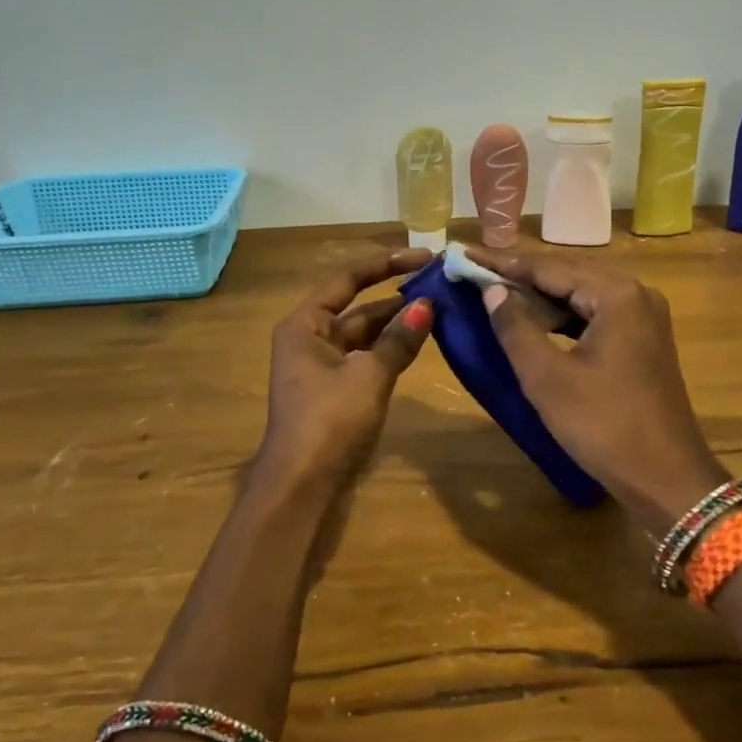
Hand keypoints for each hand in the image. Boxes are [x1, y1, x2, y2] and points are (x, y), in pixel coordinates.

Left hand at [251, 250, 436, 501]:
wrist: (302, 485)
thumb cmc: (329, 420)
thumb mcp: (369, 375)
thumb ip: (399, 339)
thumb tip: (427, 305)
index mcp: (305, 325)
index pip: (348, 280)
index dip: (386, 264)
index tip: (423, 257)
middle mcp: (310, 338)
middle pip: (358, 307)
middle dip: (397, 297)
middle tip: (440, 285)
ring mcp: (323, 366)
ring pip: (366, 334)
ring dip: (397, 324)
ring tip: (439, 308)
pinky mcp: (336, 390)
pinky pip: (367, 358)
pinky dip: (391, 349)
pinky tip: (421, 341)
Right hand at [466, 248, 726, 534]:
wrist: (668, 480)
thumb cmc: (604, 426)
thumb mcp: (548, 378)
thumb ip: (515, 327)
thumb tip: (492, 290)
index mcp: (616, 294)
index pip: (548, 267)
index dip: (502, 263)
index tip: (463, 255)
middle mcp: (635, 294)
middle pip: (566, 276)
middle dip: (519, 277)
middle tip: (474, 273)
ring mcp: (643, 318)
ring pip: (580, 297)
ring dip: (539, 300)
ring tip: (494, 296)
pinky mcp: (642, 342)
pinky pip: (593, 318)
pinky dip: (561, 321)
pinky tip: (532, 325)